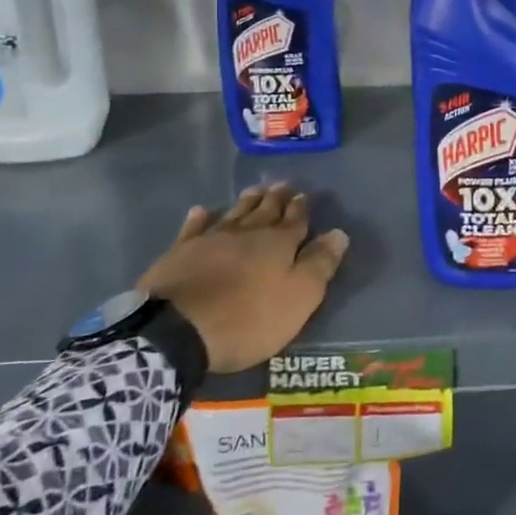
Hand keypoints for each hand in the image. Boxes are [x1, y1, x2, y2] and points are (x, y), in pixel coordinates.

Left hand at [138, 183, 348, 373]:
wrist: (177, 330)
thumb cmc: (247, 318)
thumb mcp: (298, 298)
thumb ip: (320, 264)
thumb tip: (339, 233)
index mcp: (279, 243)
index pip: (295, 220)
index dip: (301, 208)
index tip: (304, 195)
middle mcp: (247, 233)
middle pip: (265, 210)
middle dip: (276, 198)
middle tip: (282, 184)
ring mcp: (211, 239)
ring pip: (235, 213)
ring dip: (247, 201)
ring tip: (255, 190)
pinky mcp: (180, 252)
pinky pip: (194, 228)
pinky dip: (201, 217)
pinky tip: (202, 210)